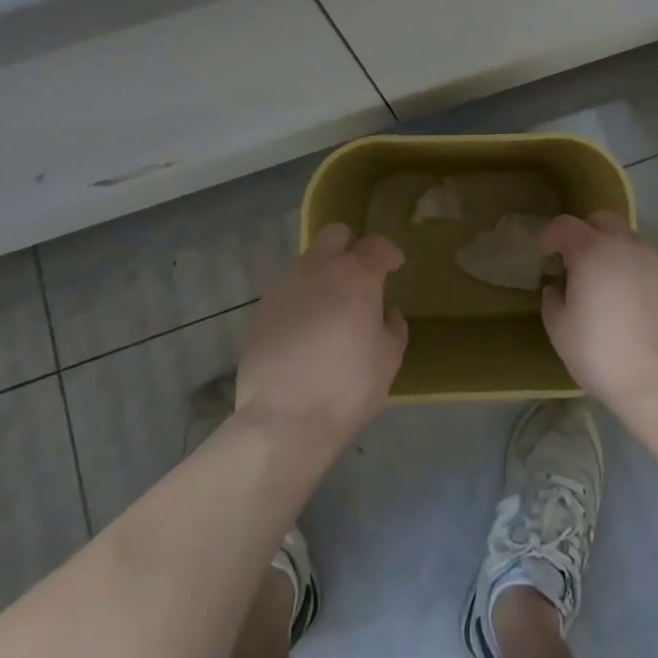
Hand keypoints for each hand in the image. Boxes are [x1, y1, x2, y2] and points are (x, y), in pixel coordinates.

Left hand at [235, 223, 407, 454]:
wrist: (283, 422)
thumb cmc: (347, 387)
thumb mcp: (389, 358)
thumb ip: (392, 325)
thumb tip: (383, 311)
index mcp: (356, 276)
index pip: (377, 245)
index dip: (389, 254)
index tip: (394, 268)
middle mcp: (319, 270)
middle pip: (335, 235)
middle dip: (350, 246)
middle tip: (359, 275)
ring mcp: (286, 288)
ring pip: (308, 263)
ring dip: (324, 275)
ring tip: (331, 309)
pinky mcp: (262, 312)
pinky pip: (289, 293)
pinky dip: (302, 302)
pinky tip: (306, 333)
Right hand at [540, 211, 657, 409]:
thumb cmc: (602, 353)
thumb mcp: (560, 331)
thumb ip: (552, 301)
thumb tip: (556, 288)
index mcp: (591, 250)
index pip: (564, 225)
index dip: (549, 237)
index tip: (545, 259)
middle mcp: (624, 244)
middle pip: (600, 220)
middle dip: (584, 234)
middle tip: (576, 266)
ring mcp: (654, 259)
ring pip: (627, 239)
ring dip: (611, 251)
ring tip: (606, 286)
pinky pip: (646, 261)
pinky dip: (633, 269)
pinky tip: (631, 301)